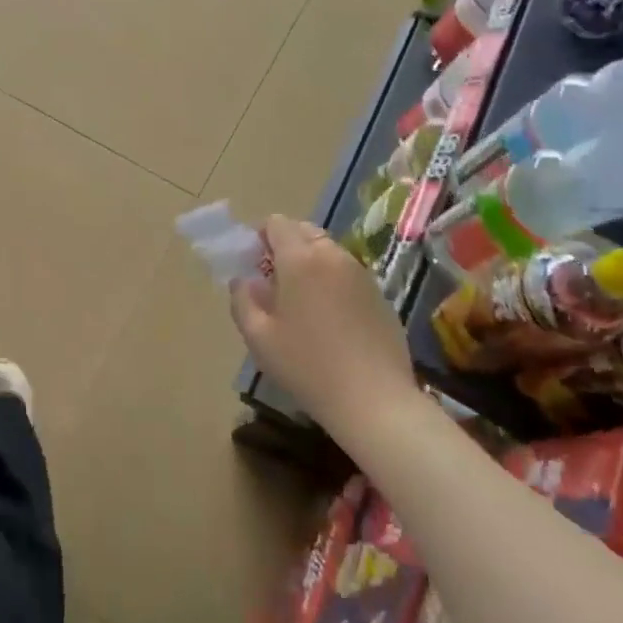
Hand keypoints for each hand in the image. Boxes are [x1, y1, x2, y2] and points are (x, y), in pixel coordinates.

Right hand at [230, 216, 416, 436]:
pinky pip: (347, 272)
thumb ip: (243, 300)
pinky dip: (332, 280)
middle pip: (304, 231)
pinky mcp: (379, 294)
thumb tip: (244, 280)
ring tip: (302, 302)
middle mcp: (332, 255)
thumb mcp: (258, 337)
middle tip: (275, 283)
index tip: (254, 265)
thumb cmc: (307, 366)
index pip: (276, 223)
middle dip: (285, 246)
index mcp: (299, 259)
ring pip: (328, 251)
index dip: (260, 237)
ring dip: (310, 262)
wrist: (374, 399)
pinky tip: (331, 319)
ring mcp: (361, 273)